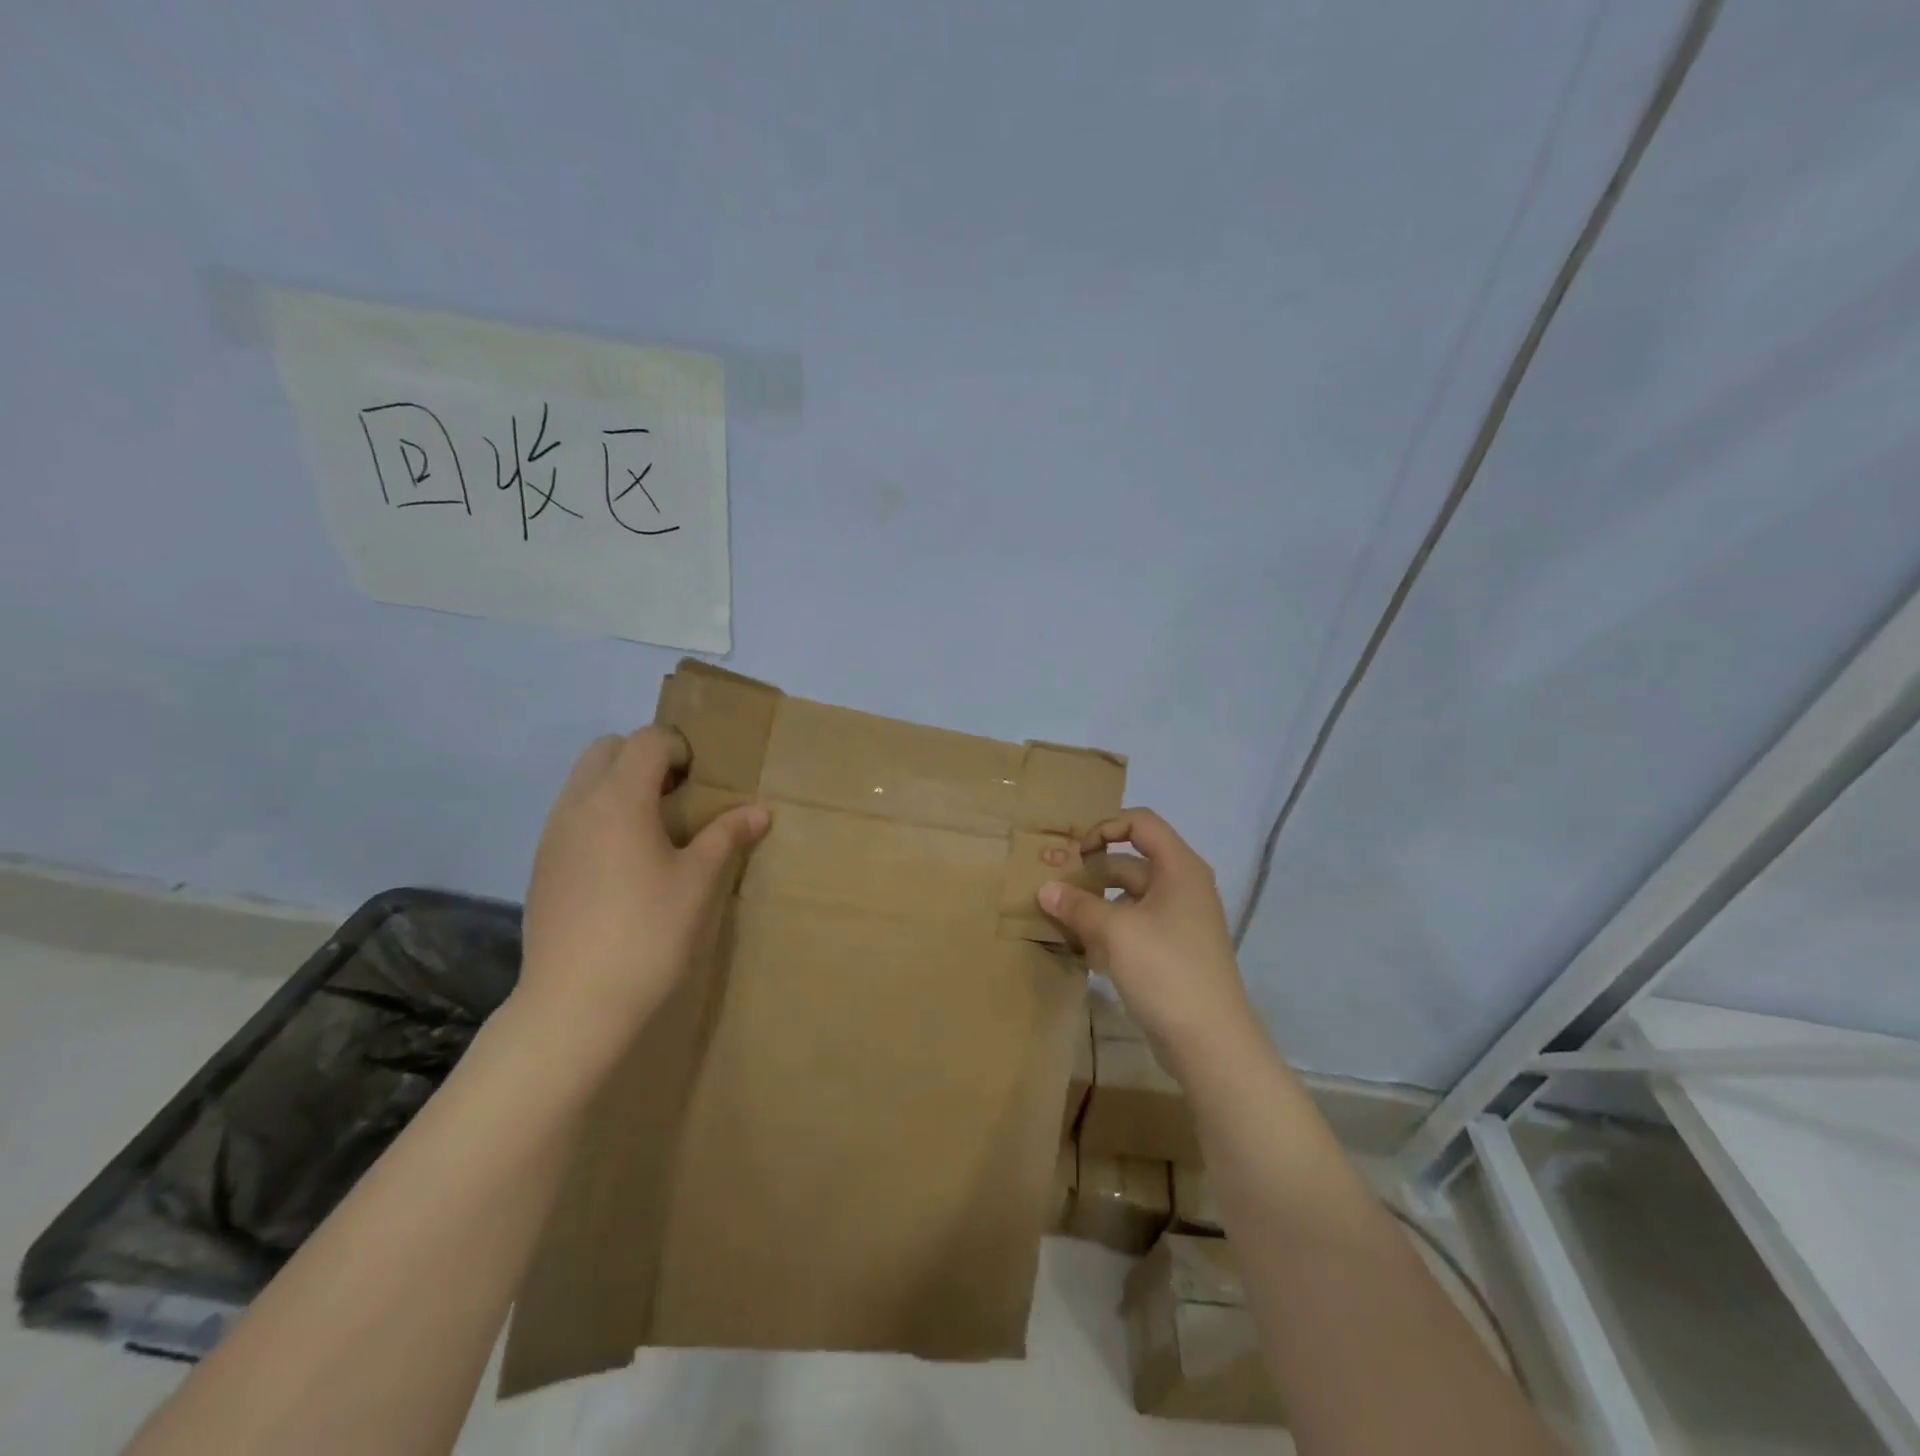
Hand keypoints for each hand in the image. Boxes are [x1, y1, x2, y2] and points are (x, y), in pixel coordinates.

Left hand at [515, 727, 769, 1055]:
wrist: (576, 1004)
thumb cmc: (649, 932)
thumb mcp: (699, 882)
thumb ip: (727, 836)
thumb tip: (759, 812)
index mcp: (618, 799)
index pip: (646, 740)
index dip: (680, 747)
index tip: (703, 782)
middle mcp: (578, 805)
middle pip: (606, 750)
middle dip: (644, 758)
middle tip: (678, 797)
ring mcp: (552, 836)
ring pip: (584, 782)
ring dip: (620, 786)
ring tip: (655, 832)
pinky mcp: (542, 867)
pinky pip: (572, 817)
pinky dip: (600, 817)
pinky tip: (624, 866)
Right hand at [1037, 808, 1253, 1062]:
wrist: (1210, 1042)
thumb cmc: (1166, 970)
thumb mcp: (1115, 932)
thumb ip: (1077, 905)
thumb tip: (1044, 889)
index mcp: (1179, 868)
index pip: (1141, 823)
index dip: (1105, 828)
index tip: (1075, 853)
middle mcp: (1182, 887)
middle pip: (1131, 861)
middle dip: (1092, 871)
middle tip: (1054, 886)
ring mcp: (1179, 921)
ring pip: (1129, 897)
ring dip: (1095, 903)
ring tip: (1060, 917)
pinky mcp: (1171, 951)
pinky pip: (1134, 926)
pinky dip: (1108, 929)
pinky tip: (1082, 948)